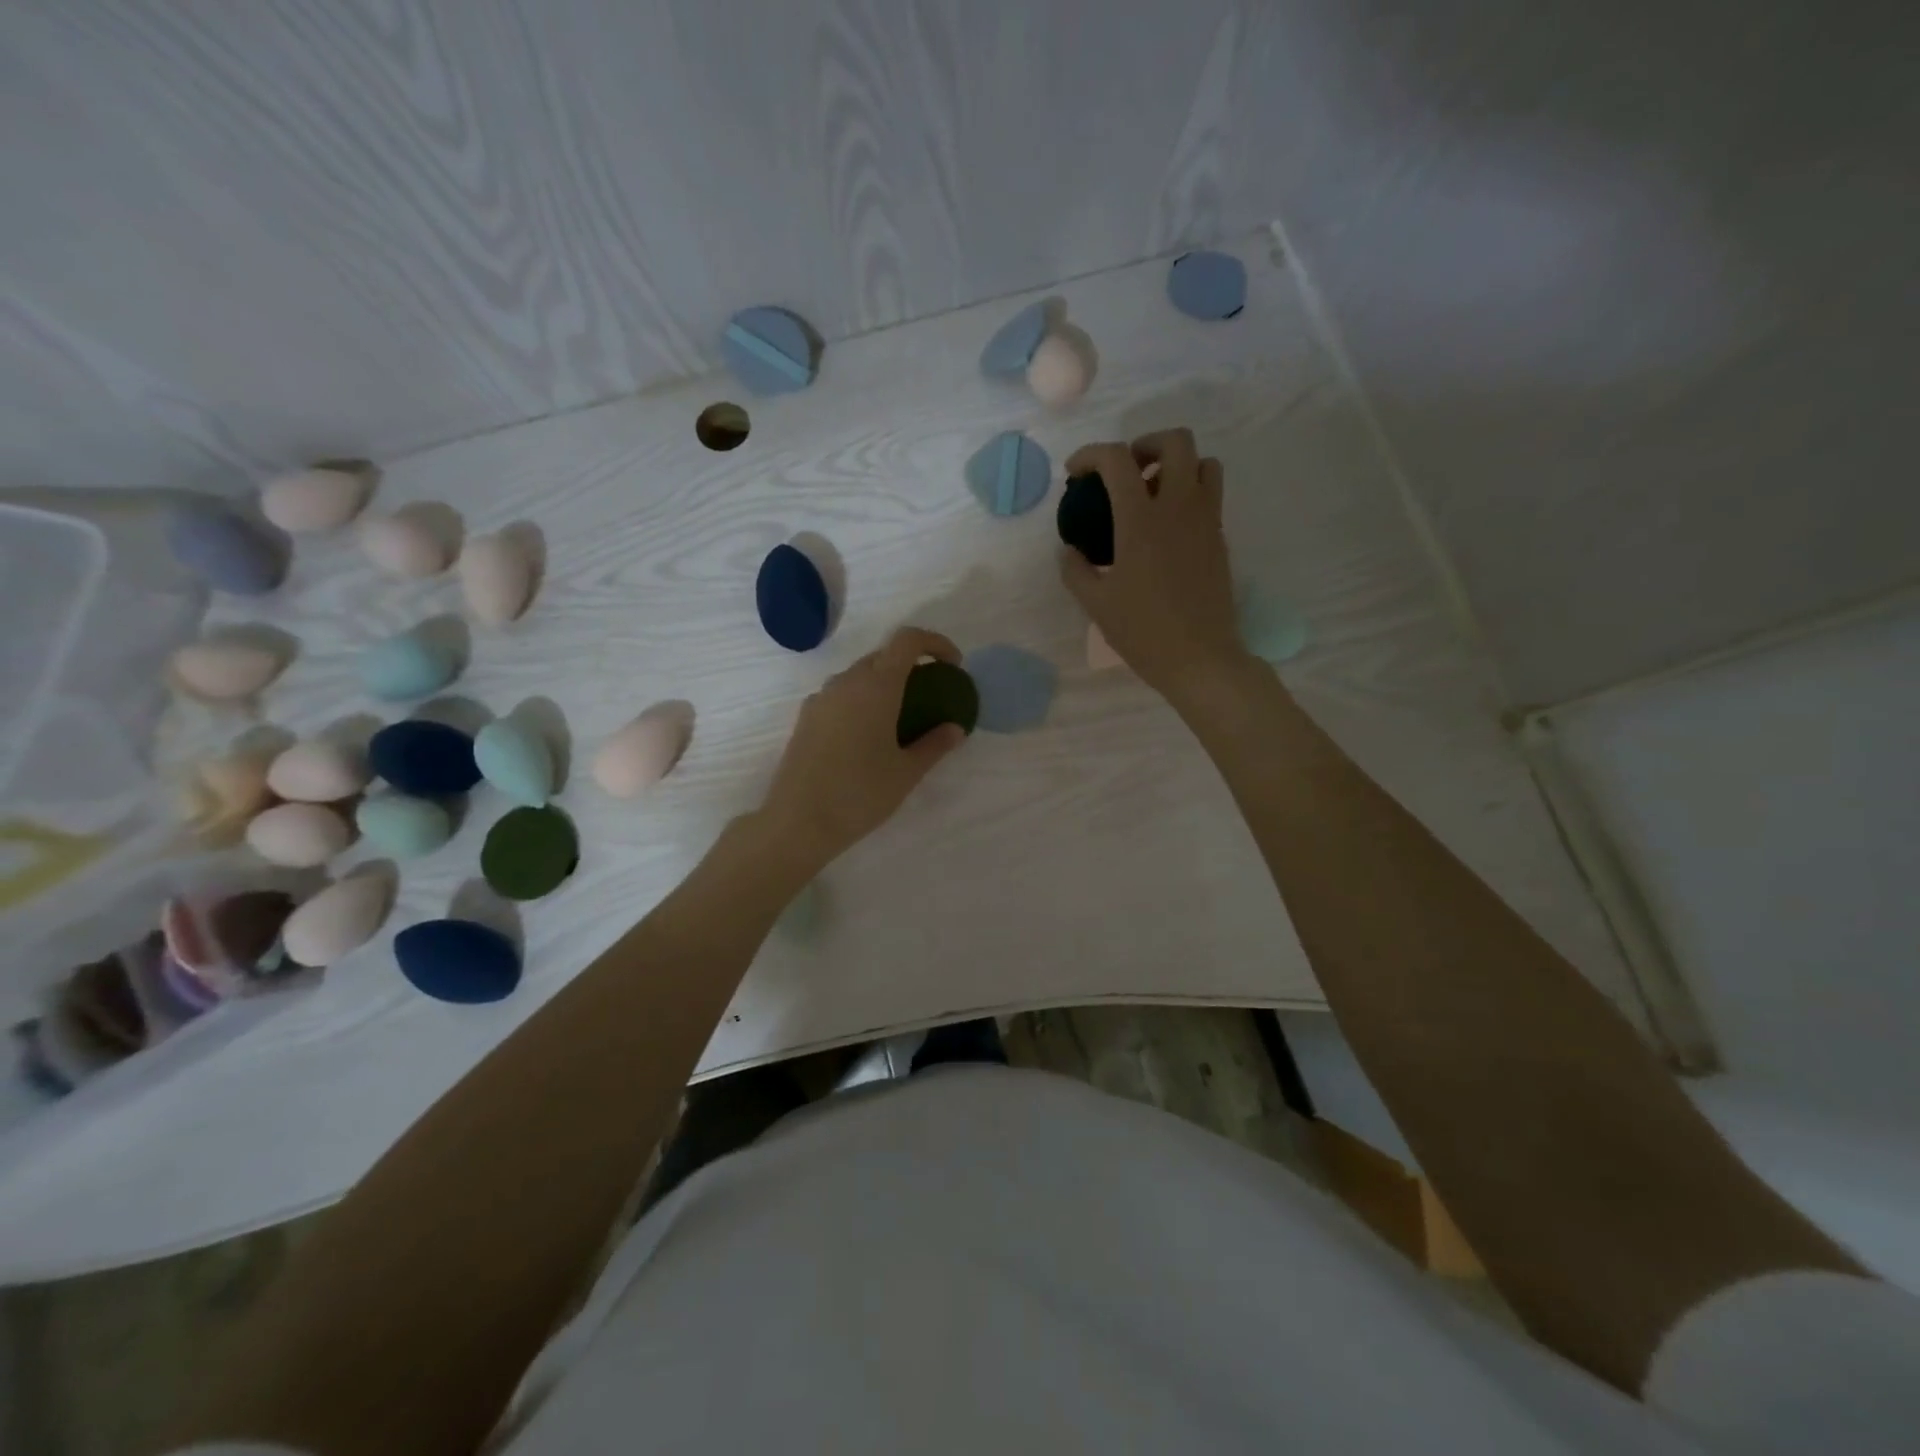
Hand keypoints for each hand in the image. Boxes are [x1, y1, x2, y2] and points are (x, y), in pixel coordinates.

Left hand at [757, 627, 968, 870]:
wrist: (798, 821)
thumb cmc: (860, 794)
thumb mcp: (906, 772)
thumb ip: (935, 745)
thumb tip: (955, 729)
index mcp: (876, 686)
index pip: (907, 640)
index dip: (935, 643)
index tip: (953, 665)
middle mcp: (846, 682)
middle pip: (883, 655)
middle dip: (912, 665)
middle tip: (931, 693)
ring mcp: (821, 698)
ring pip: (859, 675)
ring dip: (885, 683)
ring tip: (901, 716)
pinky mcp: (806, 718)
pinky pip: (840, 695)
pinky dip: (861, 700)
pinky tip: (867, 735)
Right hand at [1060, 428, 1248, 707]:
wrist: (1200, 659)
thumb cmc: (1143, 632)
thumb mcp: (1096, 604)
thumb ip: (1075, 569)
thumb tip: (1069, 550)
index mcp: (1141, 520)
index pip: (1117, 459)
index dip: (1090, 454)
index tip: (1075, 473)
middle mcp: (1178, 507)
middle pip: (1176, 441)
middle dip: (1145, 444)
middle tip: (1124, 472)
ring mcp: (1206, 520)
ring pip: (1203, 463)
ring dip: (1176, 465)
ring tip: (1151, 493)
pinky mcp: (1220, 538)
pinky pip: (1210, 495)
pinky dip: (1188, 493)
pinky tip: (1166, 528)